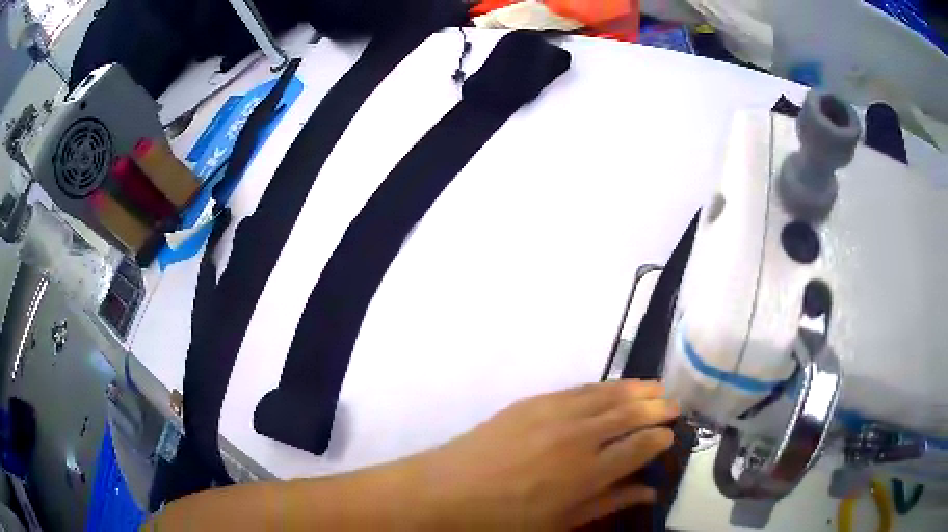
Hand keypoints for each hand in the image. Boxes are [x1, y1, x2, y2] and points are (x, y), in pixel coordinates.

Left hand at [412, 380, 679, 529]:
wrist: (446, 491)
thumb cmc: (504, 519)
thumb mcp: (561, 522)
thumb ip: (609, 503)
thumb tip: (648, 491)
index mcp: (587, 473)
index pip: (639, 446)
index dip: (660, 438)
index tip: (670, 435)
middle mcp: (577, 437)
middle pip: (629, 414)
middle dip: (657, 408)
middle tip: (674, 405)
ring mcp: (553, 413)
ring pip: (607, 395)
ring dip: (635, 390)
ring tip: (655, 388)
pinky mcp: (532, 401)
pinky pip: (578, 389)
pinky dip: (603, 387)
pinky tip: (613, 388)